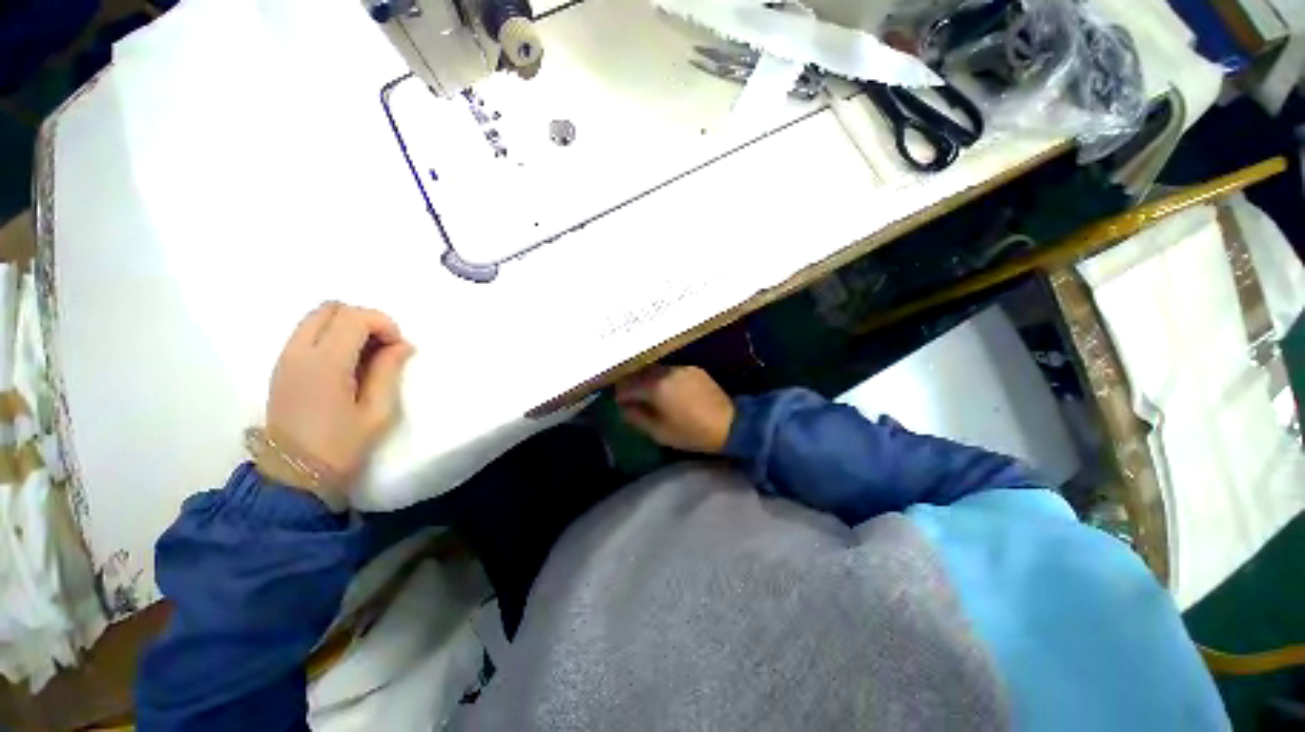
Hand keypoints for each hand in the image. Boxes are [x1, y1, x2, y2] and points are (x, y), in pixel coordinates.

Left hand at [259, 302, 414, 498]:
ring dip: (347, 326)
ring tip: (367, 355)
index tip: (399, 347)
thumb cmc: (342, 445)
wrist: (294, 475)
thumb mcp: (377, 411)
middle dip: (364, 319)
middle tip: (384, 346)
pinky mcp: (282, 367)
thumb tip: (402, 344)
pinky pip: (308, 333)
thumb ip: (388, 371)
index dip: (383, 323)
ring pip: (317, 318)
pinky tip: (348, 363)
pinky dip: (332, 335)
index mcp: (325, 364)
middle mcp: (299, 352)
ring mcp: (285, 358)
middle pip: (331, 308)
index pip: (353, 317)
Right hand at [616, 366, 734, 453]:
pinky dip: (663, 378)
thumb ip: (637, 418)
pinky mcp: (694, 369)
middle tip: (629, 397)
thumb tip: (624, 408)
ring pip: (655, 370)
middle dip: (631, 384)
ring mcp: (682, 368)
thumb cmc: (692, 433)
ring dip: (647, 379)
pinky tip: (666, 389)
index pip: (628, 386)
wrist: (730, 424)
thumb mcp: (659, 432)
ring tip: (647, 393)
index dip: (620, 395)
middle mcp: (666, 372)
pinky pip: (671, 371)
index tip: (618, 403)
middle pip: (640, 373)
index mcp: (656, 387)